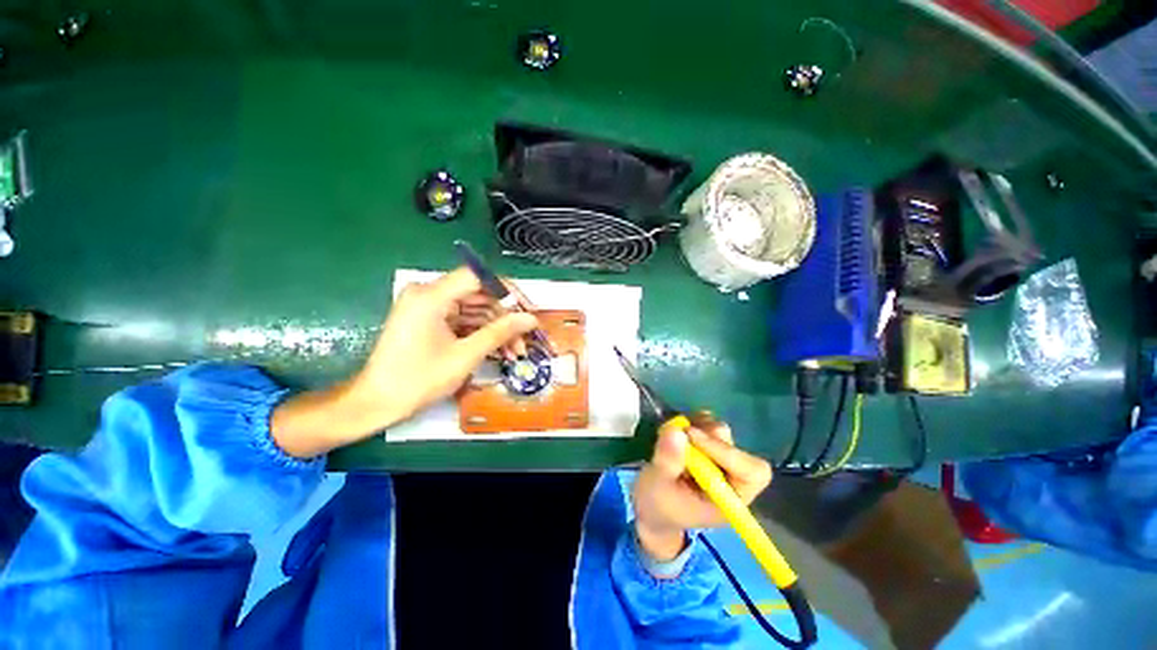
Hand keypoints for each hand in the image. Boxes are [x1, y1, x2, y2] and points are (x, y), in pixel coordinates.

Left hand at [271, 267, 537, 457]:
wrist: (376, 403)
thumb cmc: (418, 380)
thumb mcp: (465, 355)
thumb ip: (500, 332)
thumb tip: (530, 319)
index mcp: (431, 296)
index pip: (478, 277)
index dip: (506, 291)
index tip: (525, 310)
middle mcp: (427, 294)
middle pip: (477, 294)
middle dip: (504, 317)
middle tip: (523, 339)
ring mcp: (427, 307)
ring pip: (473, 309)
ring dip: (495, 328)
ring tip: (514, 351)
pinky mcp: (428, 320)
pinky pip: (462, 319)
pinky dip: (480, 333)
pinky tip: (497, 350)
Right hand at [632, 414, 772, 561]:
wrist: (652, 505)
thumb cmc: (658, 505)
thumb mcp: (657, 488)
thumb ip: (667, 462)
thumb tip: (676, 431)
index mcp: (729, 499)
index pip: (751, 473)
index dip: (727, 452)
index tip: (692, 437)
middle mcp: (731, 478)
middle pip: (736, 449)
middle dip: (708, 438)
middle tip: (681, 434)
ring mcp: (719, 459)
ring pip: (721, 432)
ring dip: (698, 427)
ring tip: (674, 435)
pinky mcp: (707, 444)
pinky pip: (708, 423)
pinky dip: (693, 421)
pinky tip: (678, 430)